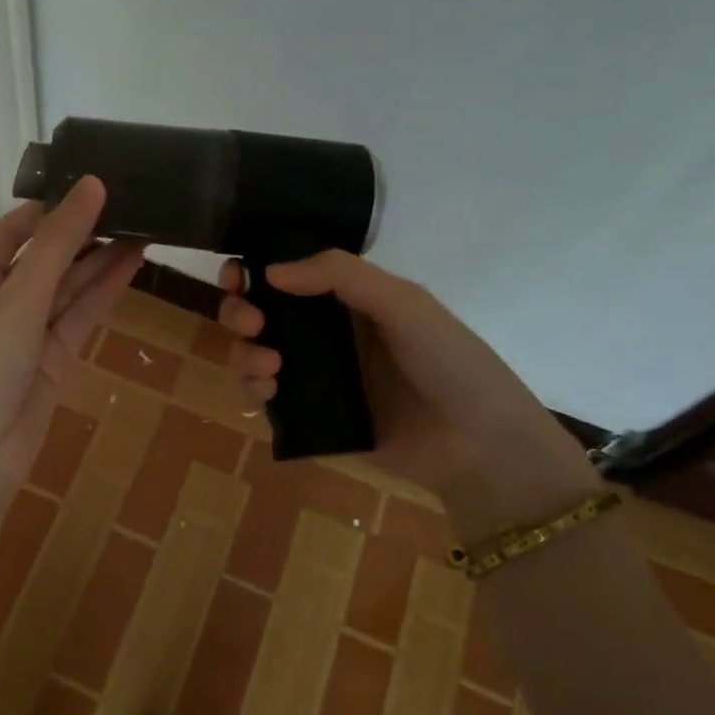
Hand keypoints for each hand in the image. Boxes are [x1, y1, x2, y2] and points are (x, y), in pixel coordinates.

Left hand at [0, 177, 142, 589]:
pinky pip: (80, 315)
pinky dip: (105, 291)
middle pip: (47, 255)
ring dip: (102, 259)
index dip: (53, 205)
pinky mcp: (53, 359)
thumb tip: (91, 185)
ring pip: (69, 286)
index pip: (15, 229)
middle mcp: (0, 299)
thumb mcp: (18, 297)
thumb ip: (58, 243)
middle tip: (133, 201)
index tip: (96, 181)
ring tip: (146, 224)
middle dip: (85, 231)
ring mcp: (28, 331)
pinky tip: (134, 263)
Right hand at [219, 252, 599, 536]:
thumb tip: (270, 270)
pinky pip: (266, 397)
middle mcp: (326, 334)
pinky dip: (253, 388)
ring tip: (269, 365)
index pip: (287, 276)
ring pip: (255, 354)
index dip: (254, 271)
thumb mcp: (403, 303)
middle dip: (241, 311)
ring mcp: (316, 377)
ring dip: (245, 352)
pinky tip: (268, 390)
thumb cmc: (449, 361)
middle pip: (261, 313)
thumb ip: (340, 276)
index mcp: (348, 300)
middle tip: (250, 322)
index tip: (236, 276)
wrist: (479, 444)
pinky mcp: (311, 417)